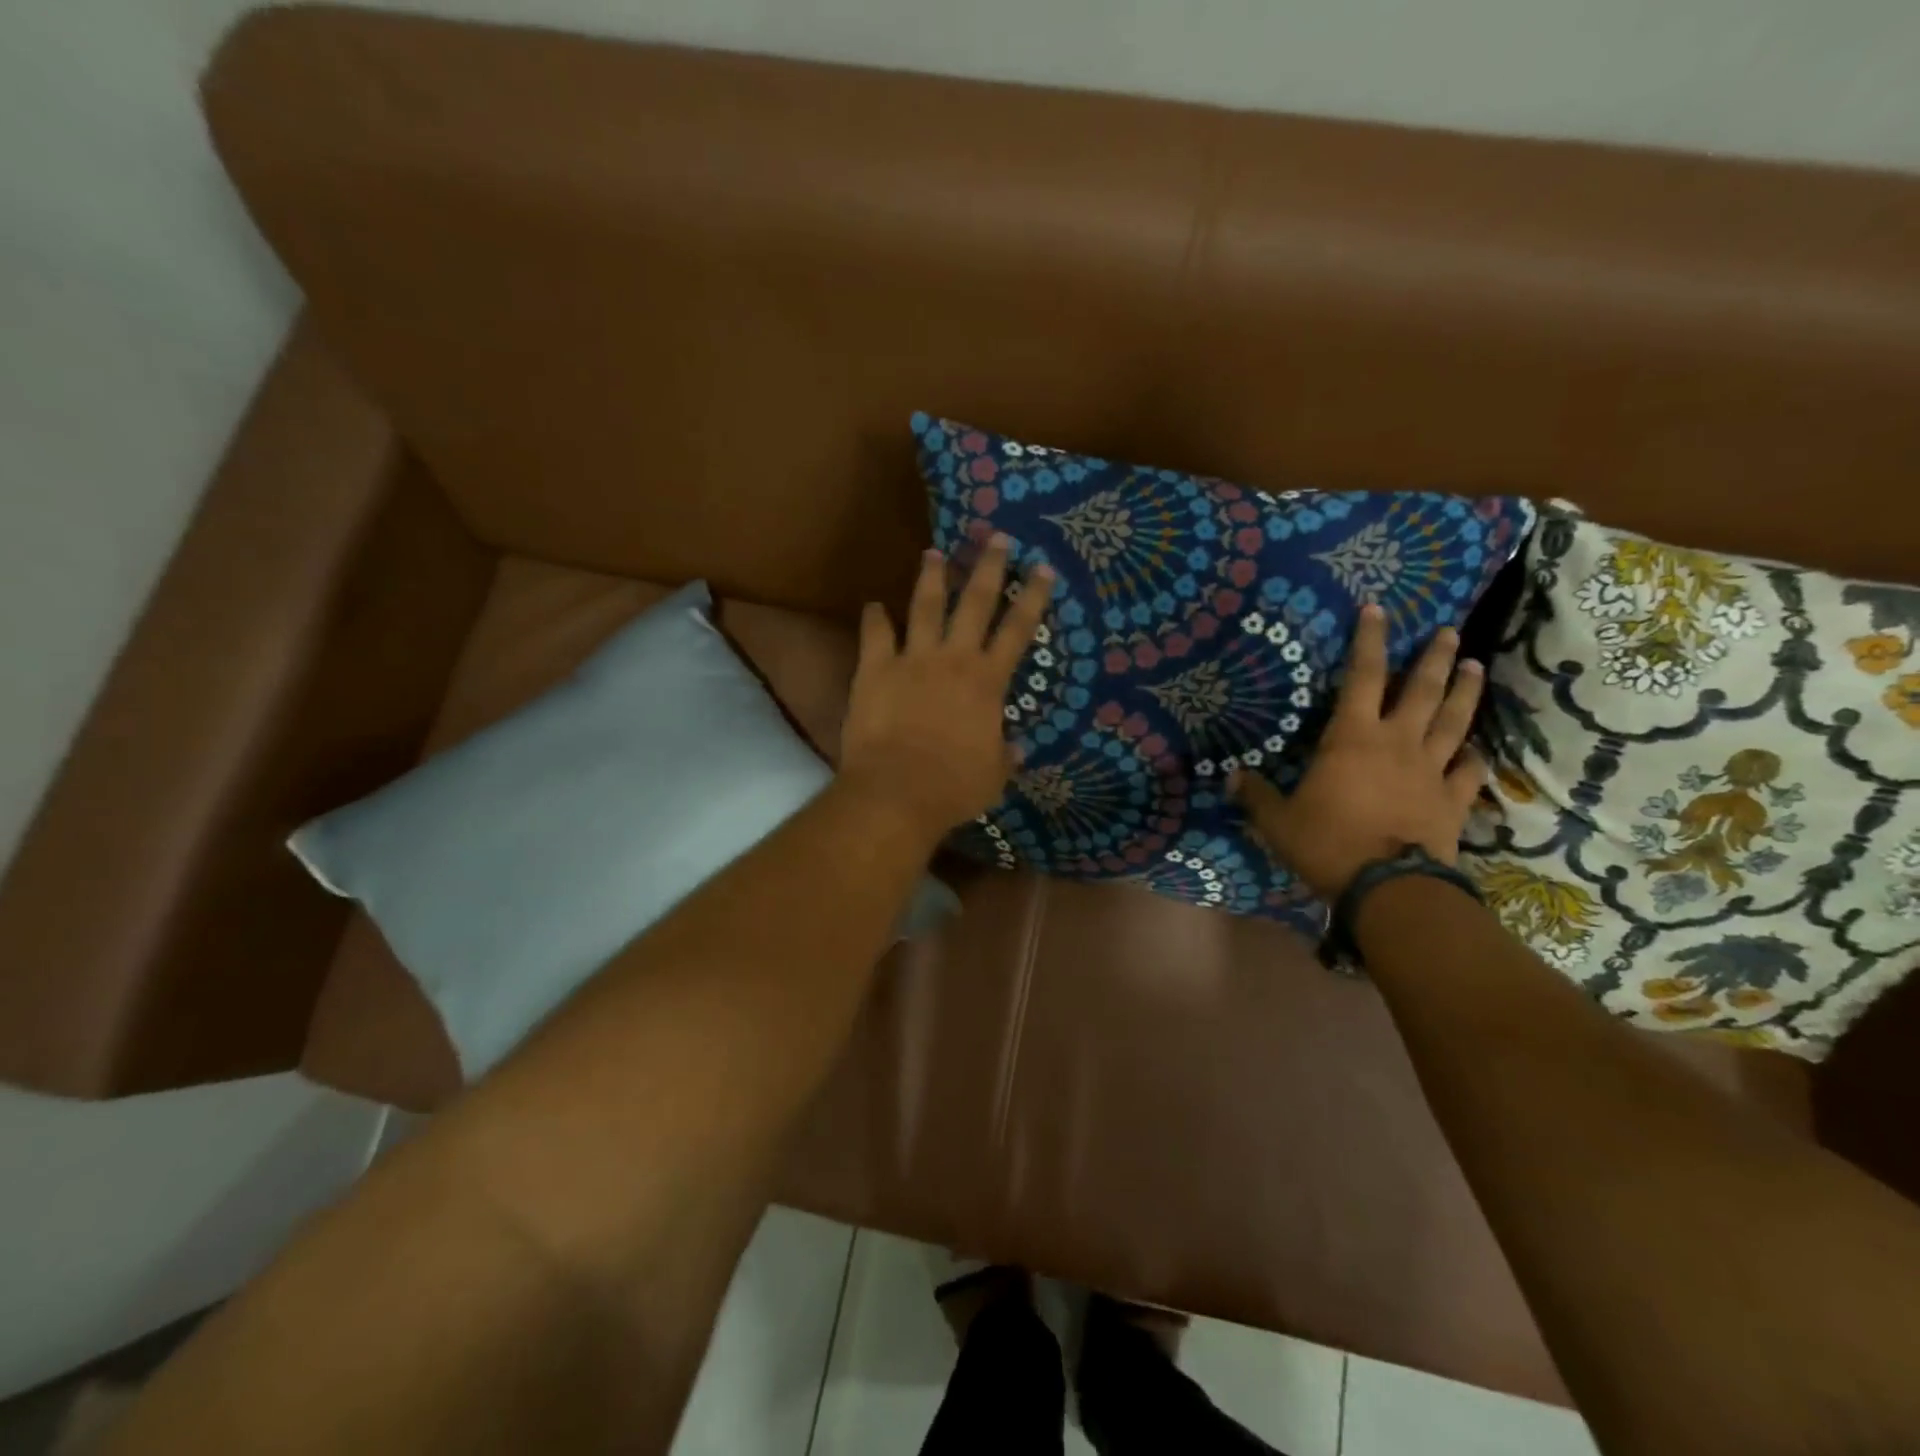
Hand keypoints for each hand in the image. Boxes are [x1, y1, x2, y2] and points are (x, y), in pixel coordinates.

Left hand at [839, 536, 1053, 837]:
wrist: (897, 791)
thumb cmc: (954, 786)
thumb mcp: (994, 775)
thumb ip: (1005, 755)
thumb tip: (1016, 748)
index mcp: (987, 681)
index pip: (1017, 630)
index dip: (1032, 597)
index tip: (1042, 568)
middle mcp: (953, 659)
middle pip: (974, 602)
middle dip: (988, 567)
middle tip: (996, 538)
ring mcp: (912, 659)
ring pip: (924, 607)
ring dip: (932, 578)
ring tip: (934, 552)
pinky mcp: (874, 670)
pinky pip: (875, 635)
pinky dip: (874, 618)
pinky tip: (873, 605)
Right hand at [1232, 605, 1486, 901]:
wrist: (1388, 887)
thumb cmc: (1328, 843)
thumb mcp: (1277, 821)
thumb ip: (1255, 795)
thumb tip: (1230, 776)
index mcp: (1351, 738)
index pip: (1362, 677)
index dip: (1369, 641)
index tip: (1377, 610)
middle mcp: (1397, 743)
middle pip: (1422, 690)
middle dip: (1434, 657)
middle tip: (1448, 631)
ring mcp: (1431, 770)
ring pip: (1454, 721)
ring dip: (1466, 692)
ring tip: (1476, 666)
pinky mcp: (1452, 800)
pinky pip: (1469, 771)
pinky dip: (1474, 757)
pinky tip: (1478, 749)